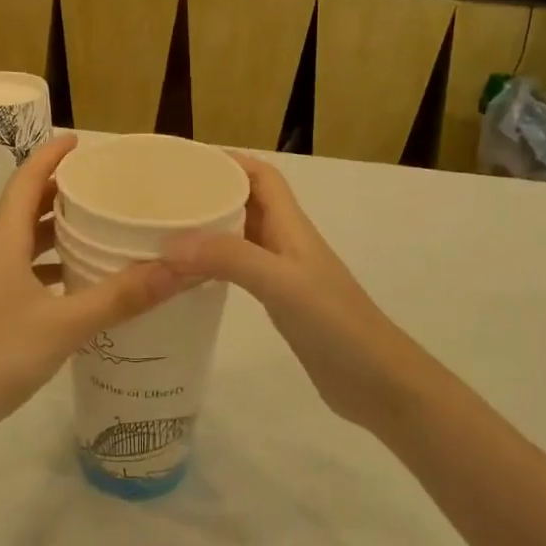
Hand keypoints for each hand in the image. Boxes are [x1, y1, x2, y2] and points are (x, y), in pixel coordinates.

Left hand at [0, 135, 190, 443]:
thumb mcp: (66, 324)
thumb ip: (122, 296)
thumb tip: (179, 269)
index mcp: (1, 239)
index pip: (26, 179)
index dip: (51, 155)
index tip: (80, 141)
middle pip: (23, 206)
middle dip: (58, 191)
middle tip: (99, 185)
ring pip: (19, 240)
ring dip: (51, 229)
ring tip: (93, 228)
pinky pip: (16, 267)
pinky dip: (44, 263)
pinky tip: (72, 282)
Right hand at [162, 154, 419, 427]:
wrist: (379, 383)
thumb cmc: (336, 323)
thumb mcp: (281, 283)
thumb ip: (230, 258)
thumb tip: (171, 242)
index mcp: (291, 226)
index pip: (262, 176)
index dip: (229, 162)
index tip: (188, 162)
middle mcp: (286, 242)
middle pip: (247, 202)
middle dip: (210, 193)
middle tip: (166, 200)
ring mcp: (284, 273)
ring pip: (241, 235)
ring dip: (210, 228)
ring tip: (168, 233)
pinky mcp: (280, 302)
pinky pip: (241, 268)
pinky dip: (215, 264)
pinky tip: (191, 277)